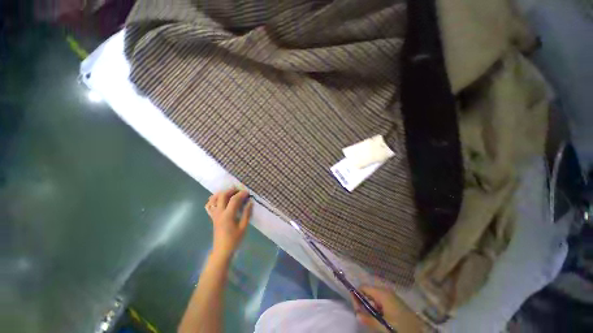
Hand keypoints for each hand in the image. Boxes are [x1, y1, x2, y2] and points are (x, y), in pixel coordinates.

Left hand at [205, 189, 252, 258]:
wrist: (222, 250)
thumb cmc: (234, 240)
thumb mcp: (243, 227)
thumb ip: (246, 213)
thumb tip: (250, 202)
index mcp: (228, 215)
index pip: (234, 200)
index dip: (241, 194)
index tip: (247, 192)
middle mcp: (219, 213)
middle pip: (222, 195)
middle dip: (231, 190)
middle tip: (239, 191)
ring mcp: (214, 214)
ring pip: (214, 199)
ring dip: (222, 193)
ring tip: (230, 193)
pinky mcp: (212, 217)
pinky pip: (209, 206)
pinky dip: (213, 199)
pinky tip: (220, 199)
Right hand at [351, 286, 425, 332]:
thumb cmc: (400, 328)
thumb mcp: (383, 326)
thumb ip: (368, 319)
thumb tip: (356, 314)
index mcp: (383, 293)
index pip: (363, 287)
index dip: (357, 296)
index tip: (356, 309)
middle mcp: (387, 291)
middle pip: (369, 291)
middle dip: (364, 302)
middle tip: (362, 315)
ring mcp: (393, 297)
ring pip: (376, 297)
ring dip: (371, 307)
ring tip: (372, 319)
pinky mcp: (398, 303)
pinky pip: (383, 302)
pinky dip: (379, 309)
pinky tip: (382, 319)